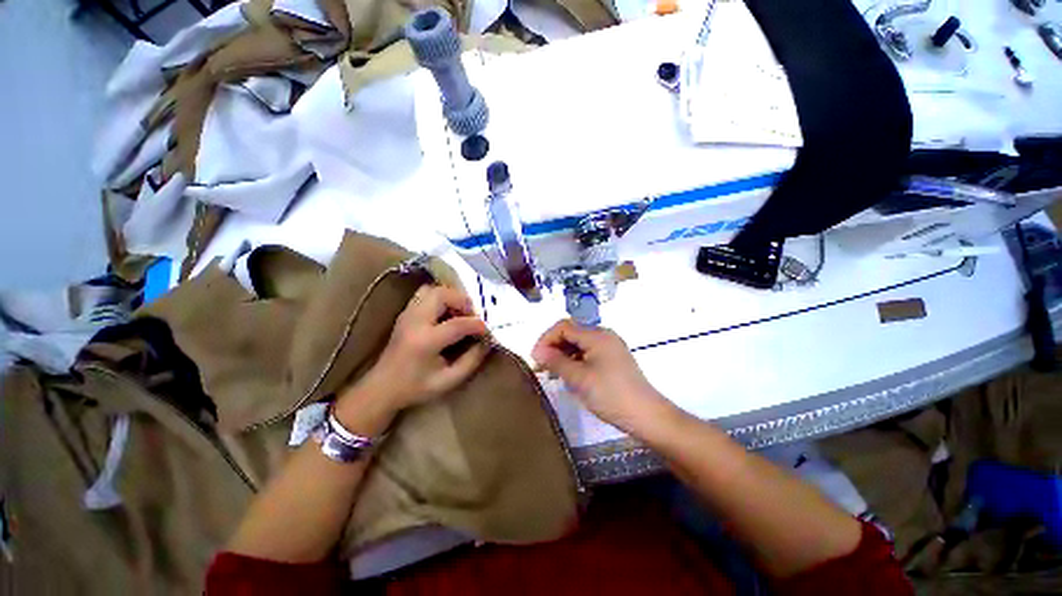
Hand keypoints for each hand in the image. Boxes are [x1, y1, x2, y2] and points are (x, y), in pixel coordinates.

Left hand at [334, 285, 489, 434]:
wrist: (382, 388)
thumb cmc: (416, 387)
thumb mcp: (448, 380)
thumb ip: (471, 360)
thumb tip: (486, 341)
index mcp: (425, 341)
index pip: (458, 324)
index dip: (477, 325)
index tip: (487, 330)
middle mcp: (415, 322)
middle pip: (441, 295)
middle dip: (463, 301)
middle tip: (472, 315)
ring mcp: (407, 314)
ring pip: (432, 290)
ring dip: (451, 297)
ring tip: (460, 312)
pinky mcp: (405, 313)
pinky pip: (425, 294)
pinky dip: (440, 297)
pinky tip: (447, 312)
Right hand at [531, 320, 668, 433]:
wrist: (646, 415)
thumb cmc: (610, 395)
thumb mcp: (579, 378)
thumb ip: (556, 361)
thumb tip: (537, 351)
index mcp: (596, 335)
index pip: (563, 327)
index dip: (546, 339)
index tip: (535, 359)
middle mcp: (603, 335)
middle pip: (571, 333)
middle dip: (553, 347)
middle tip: (541, 367)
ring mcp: (610, 347)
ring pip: (579, 343)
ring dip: (563, 354)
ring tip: (552, 373)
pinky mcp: (613, 359)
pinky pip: (588, 353)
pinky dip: (575, 360)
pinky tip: (569, 375)